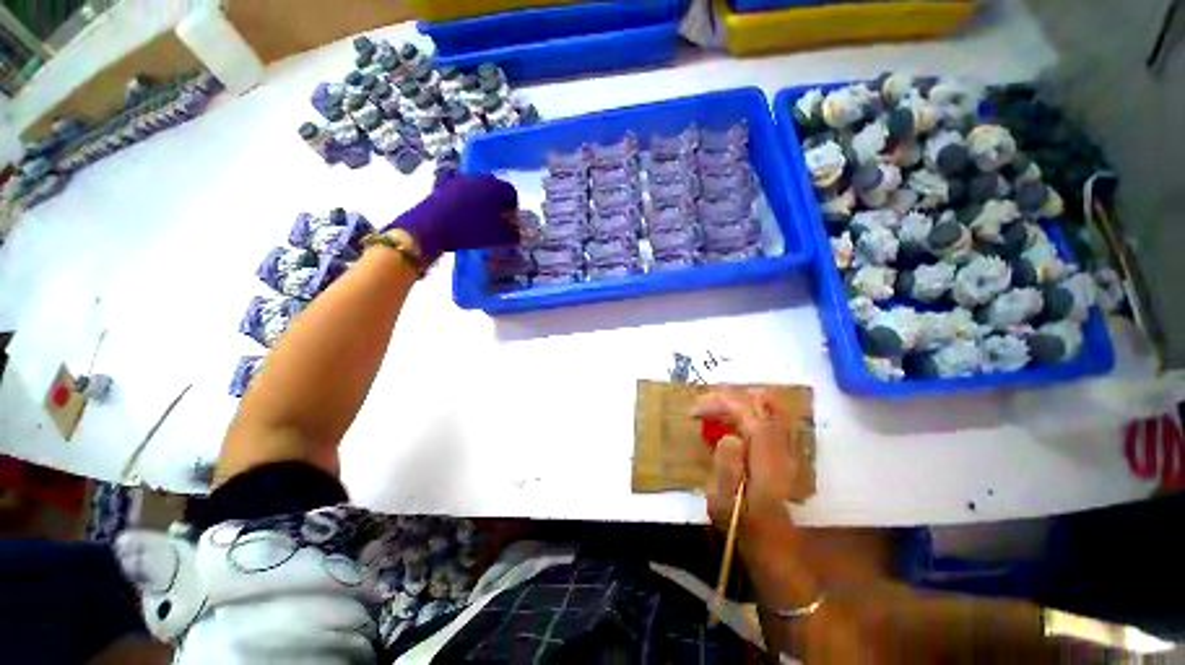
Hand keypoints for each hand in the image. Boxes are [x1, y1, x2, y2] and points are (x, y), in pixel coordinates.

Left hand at [385, 174, 518, 263]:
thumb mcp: (495, 237)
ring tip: (474, 222)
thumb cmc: (467, 230)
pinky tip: (458, 220)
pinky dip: (462, 205)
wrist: (428, 227)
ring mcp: (459, 180)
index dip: (512, 210)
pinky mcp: (442, 187)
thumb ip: (511, 234)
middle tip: (493, 222)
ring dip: (477, 204)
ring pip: (475, 191)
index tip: (509, 223)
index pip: (511, 194)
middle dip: (494, 204)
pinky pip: (459, 195)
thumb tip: (516, 232)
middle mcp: (479, 177)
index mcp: (496, 186)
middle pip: (492, 189)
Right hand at [692, 388, 808, 536]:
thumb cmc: (743, 527)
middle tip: (703, 405)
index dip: (720, 404)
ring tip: (719, 408)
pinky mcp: (788, 456)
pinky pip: (774, 421)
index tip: (694, 411)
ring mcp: (789, 449)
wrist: (775, 544)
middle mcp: (782, 446)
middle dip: (731, 399)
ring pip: (771, 410)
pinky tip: (741, 422)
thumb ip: (727, 467)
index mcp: (765, 456)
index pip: (747, 414)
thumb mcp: (724, 504)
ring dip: (745, 403)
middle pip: (762, 406)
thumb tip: (728, 438)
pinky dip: (756, 413)